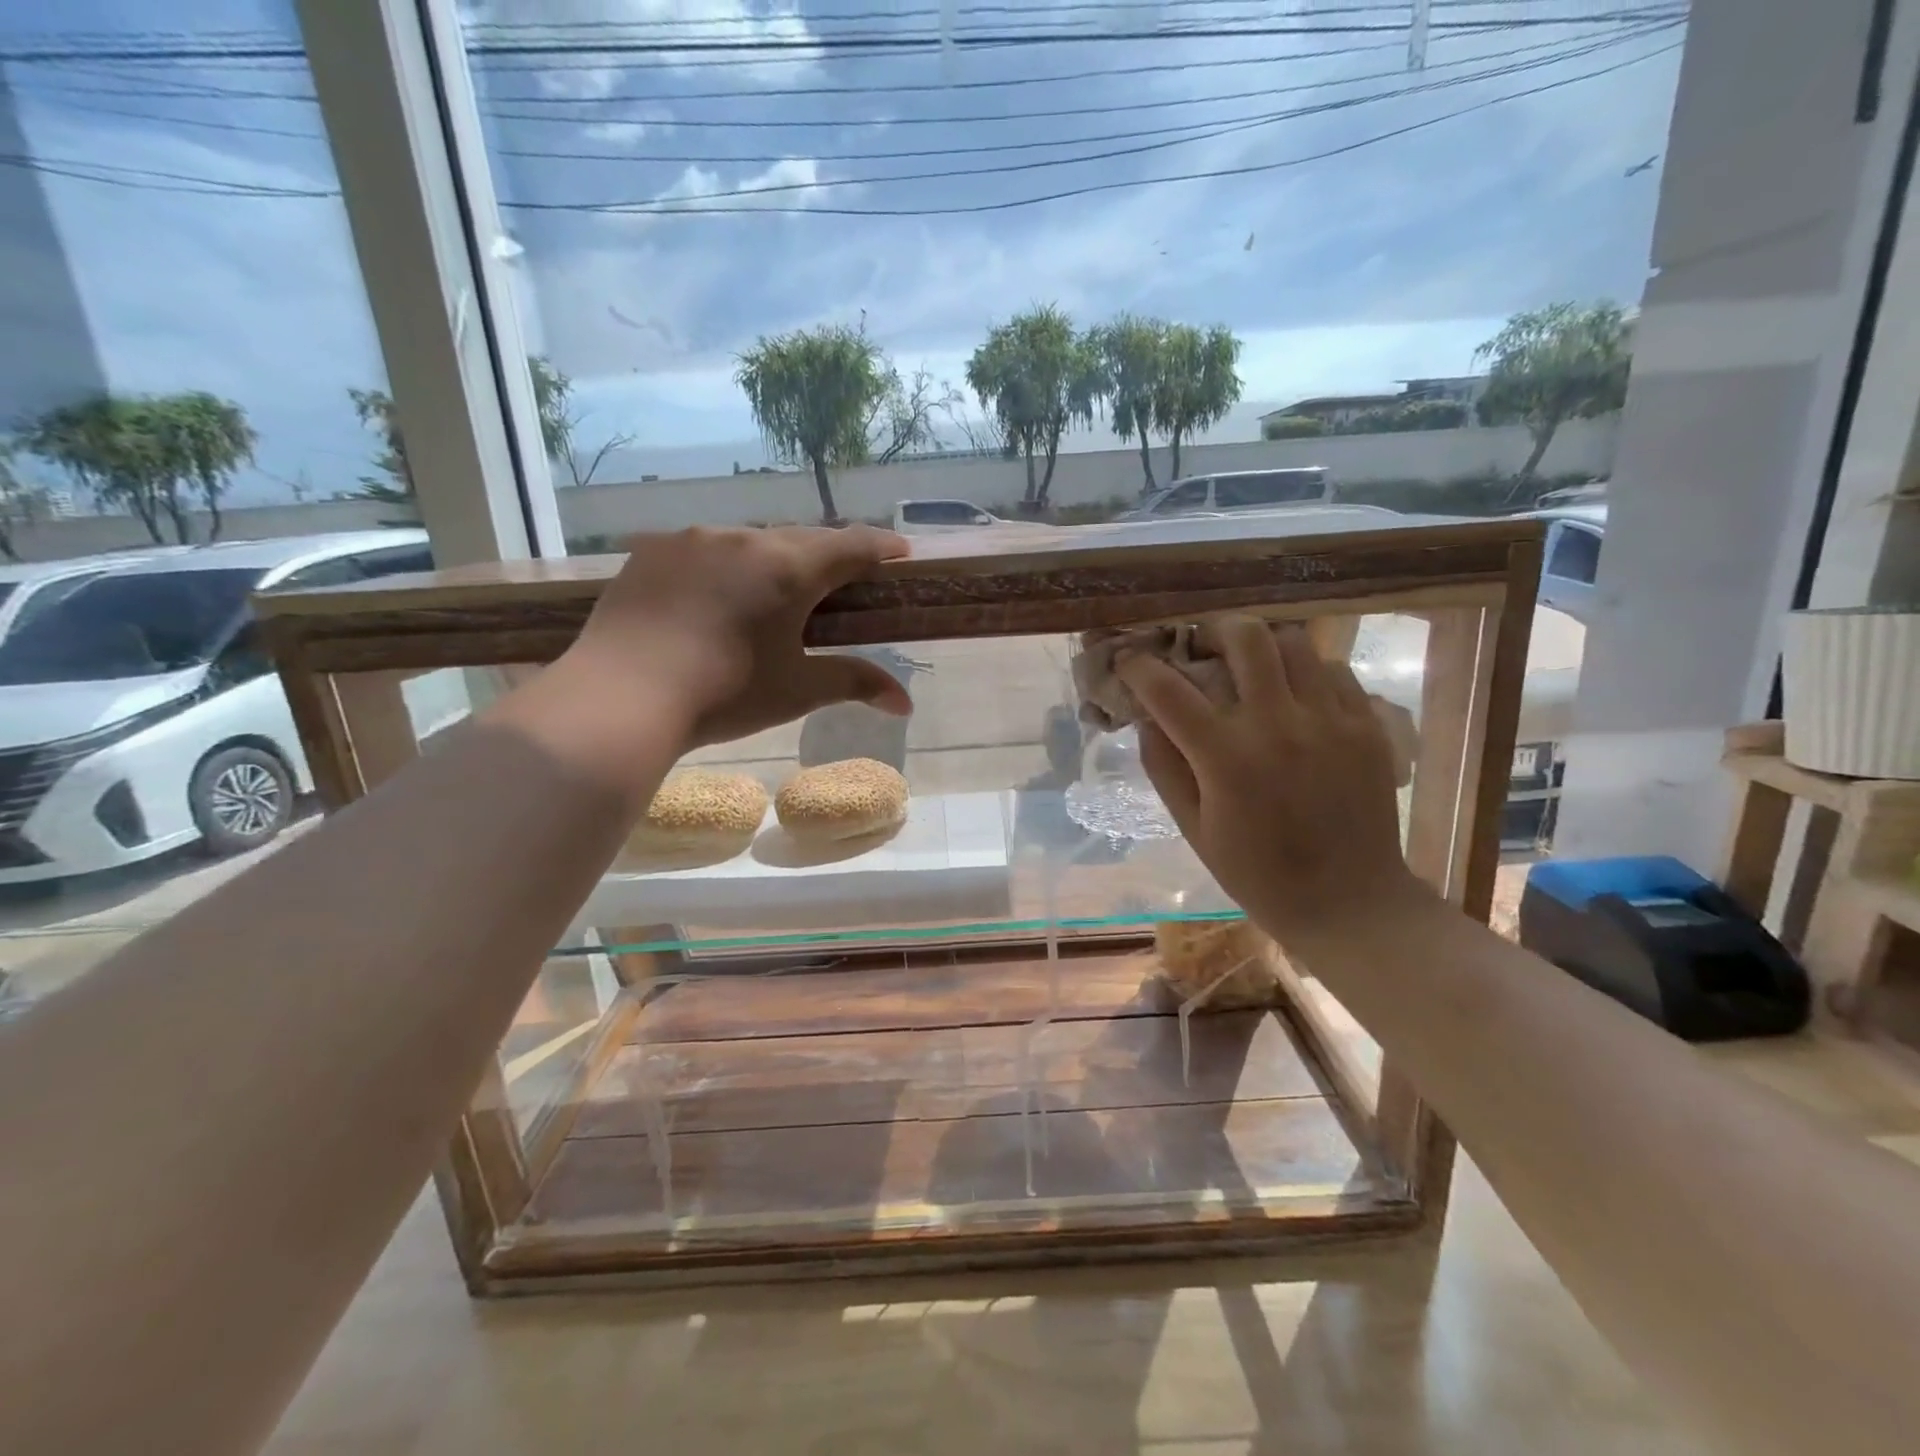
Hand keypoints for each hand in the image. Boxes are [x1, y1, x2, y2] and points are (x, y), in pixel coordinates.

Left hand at [570, 525, 912, 746]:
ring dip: (771, 562)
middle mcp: (743, 539)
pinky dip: (723, 568)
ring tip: (770, 596)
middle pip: (801, 539)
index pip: (851, 546)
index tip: (900, 552)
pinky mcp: (651, 551)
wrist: (622, 698)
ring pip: (749, 542)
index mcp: (788, 569)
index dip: (881, 547)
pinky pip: (703, 551)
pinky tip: (712, 599)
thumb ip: (855, 683)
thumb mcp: (798, 690)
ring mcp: (692, 540)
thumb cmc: (726, 694)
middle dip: (827, 557)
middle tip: (839, 582)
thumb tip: (906, 703)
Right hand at [1117, 618, 1417, 939]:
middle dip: (1212, 632)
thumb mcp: (1193, 828)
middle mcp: (1279, 725)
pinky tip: (1296, 697)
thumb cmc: (1257, 874)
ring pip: (1294, 642)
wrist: (1350, 903)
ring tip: (1252, 668)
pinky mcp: (1368, 726)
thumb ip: (1164, 767)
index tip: (1128, 661)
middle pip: (1244, 637)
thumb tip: (1147, 719)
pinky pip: (1335, 670)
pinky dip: (1305, 672)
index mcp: (1226, 758)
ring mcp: (1331, 720)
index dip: (1139, 667)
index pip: (1168, 689)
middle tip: (1203, 650)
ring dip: (1262, 647)